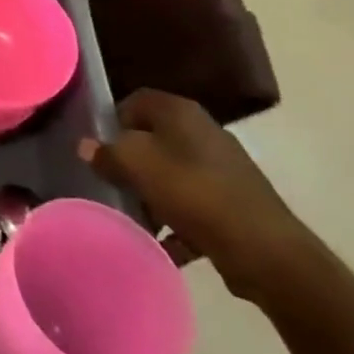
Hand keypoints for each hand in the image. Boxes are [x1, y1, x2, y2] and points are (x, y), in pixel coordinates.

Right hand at [79, 90, 314, 300]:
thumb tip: (87, 146)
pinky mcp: (235, 203)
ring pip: (171, 174)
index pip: (134, 101)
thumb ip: (105, 152)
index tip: (98, 148)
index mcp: (180, 112)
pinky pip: (193, 205)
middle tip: (111, 183)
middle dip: (130, 163)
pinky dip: (177, 222)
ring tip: (134, 218)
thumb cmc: (193, 193)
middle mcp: (203, 132)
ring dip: (151, 195)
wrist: (266, 252)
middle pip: (152, 140)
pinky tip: (162, 243)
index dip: (111, 121)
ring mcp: (223, 169)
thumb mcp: (136, 165)